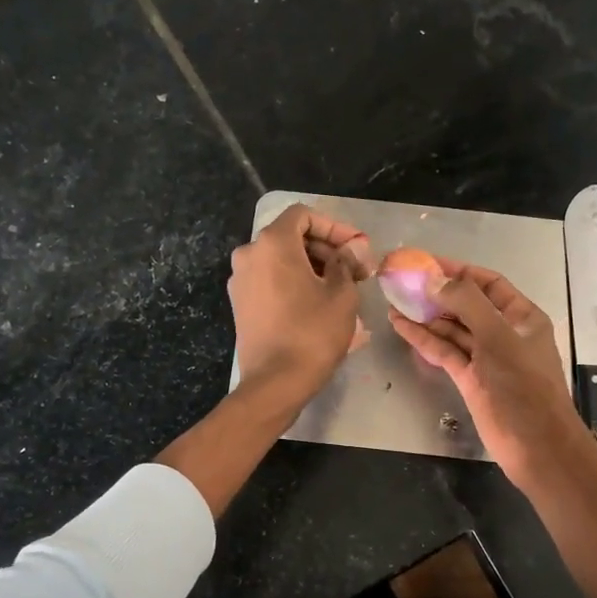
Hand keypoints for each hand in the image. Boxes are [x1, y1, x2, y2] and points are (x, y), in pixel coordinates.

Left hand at [229, 204, 372, 408]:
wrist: (276, 381)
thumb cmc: (313, 333)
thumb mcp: (342, 294)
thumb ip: (346, 262)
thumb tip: (352, 249)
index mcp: (273, 243)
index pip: (304, 215)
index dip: (334, 227)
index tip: (356, 248)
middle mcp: (249, 254)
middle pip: (291, 237)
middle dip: (326, 249)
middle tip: (356, 270)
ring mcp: (240, 280)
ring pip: (280, 260)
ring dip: (312, 267)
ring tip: (341, 288)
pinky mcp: (240, 304)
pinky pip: (270, 281)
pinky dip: (293, 283)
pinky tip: (317, 303)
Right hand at [386, 258, 590, 488]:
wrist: (534, 444)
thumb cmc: (523, 386)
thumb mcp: (498, 337)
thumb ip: (467, 304)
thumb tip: (433, 280)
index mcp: (522, 317)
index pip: (488, 283)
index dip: (458, 271)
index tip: (426, 263)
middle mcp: (503, 332)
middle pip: (467, 305)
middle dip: (437, 293)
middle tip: (402, 282)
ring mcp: (485, 357)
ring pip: (452, 329)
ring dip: (426, 315)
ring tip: (394, 300)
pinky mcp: (469, 379)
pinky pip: (444, 352)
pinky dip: (424, 339)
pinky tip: (401, 326)